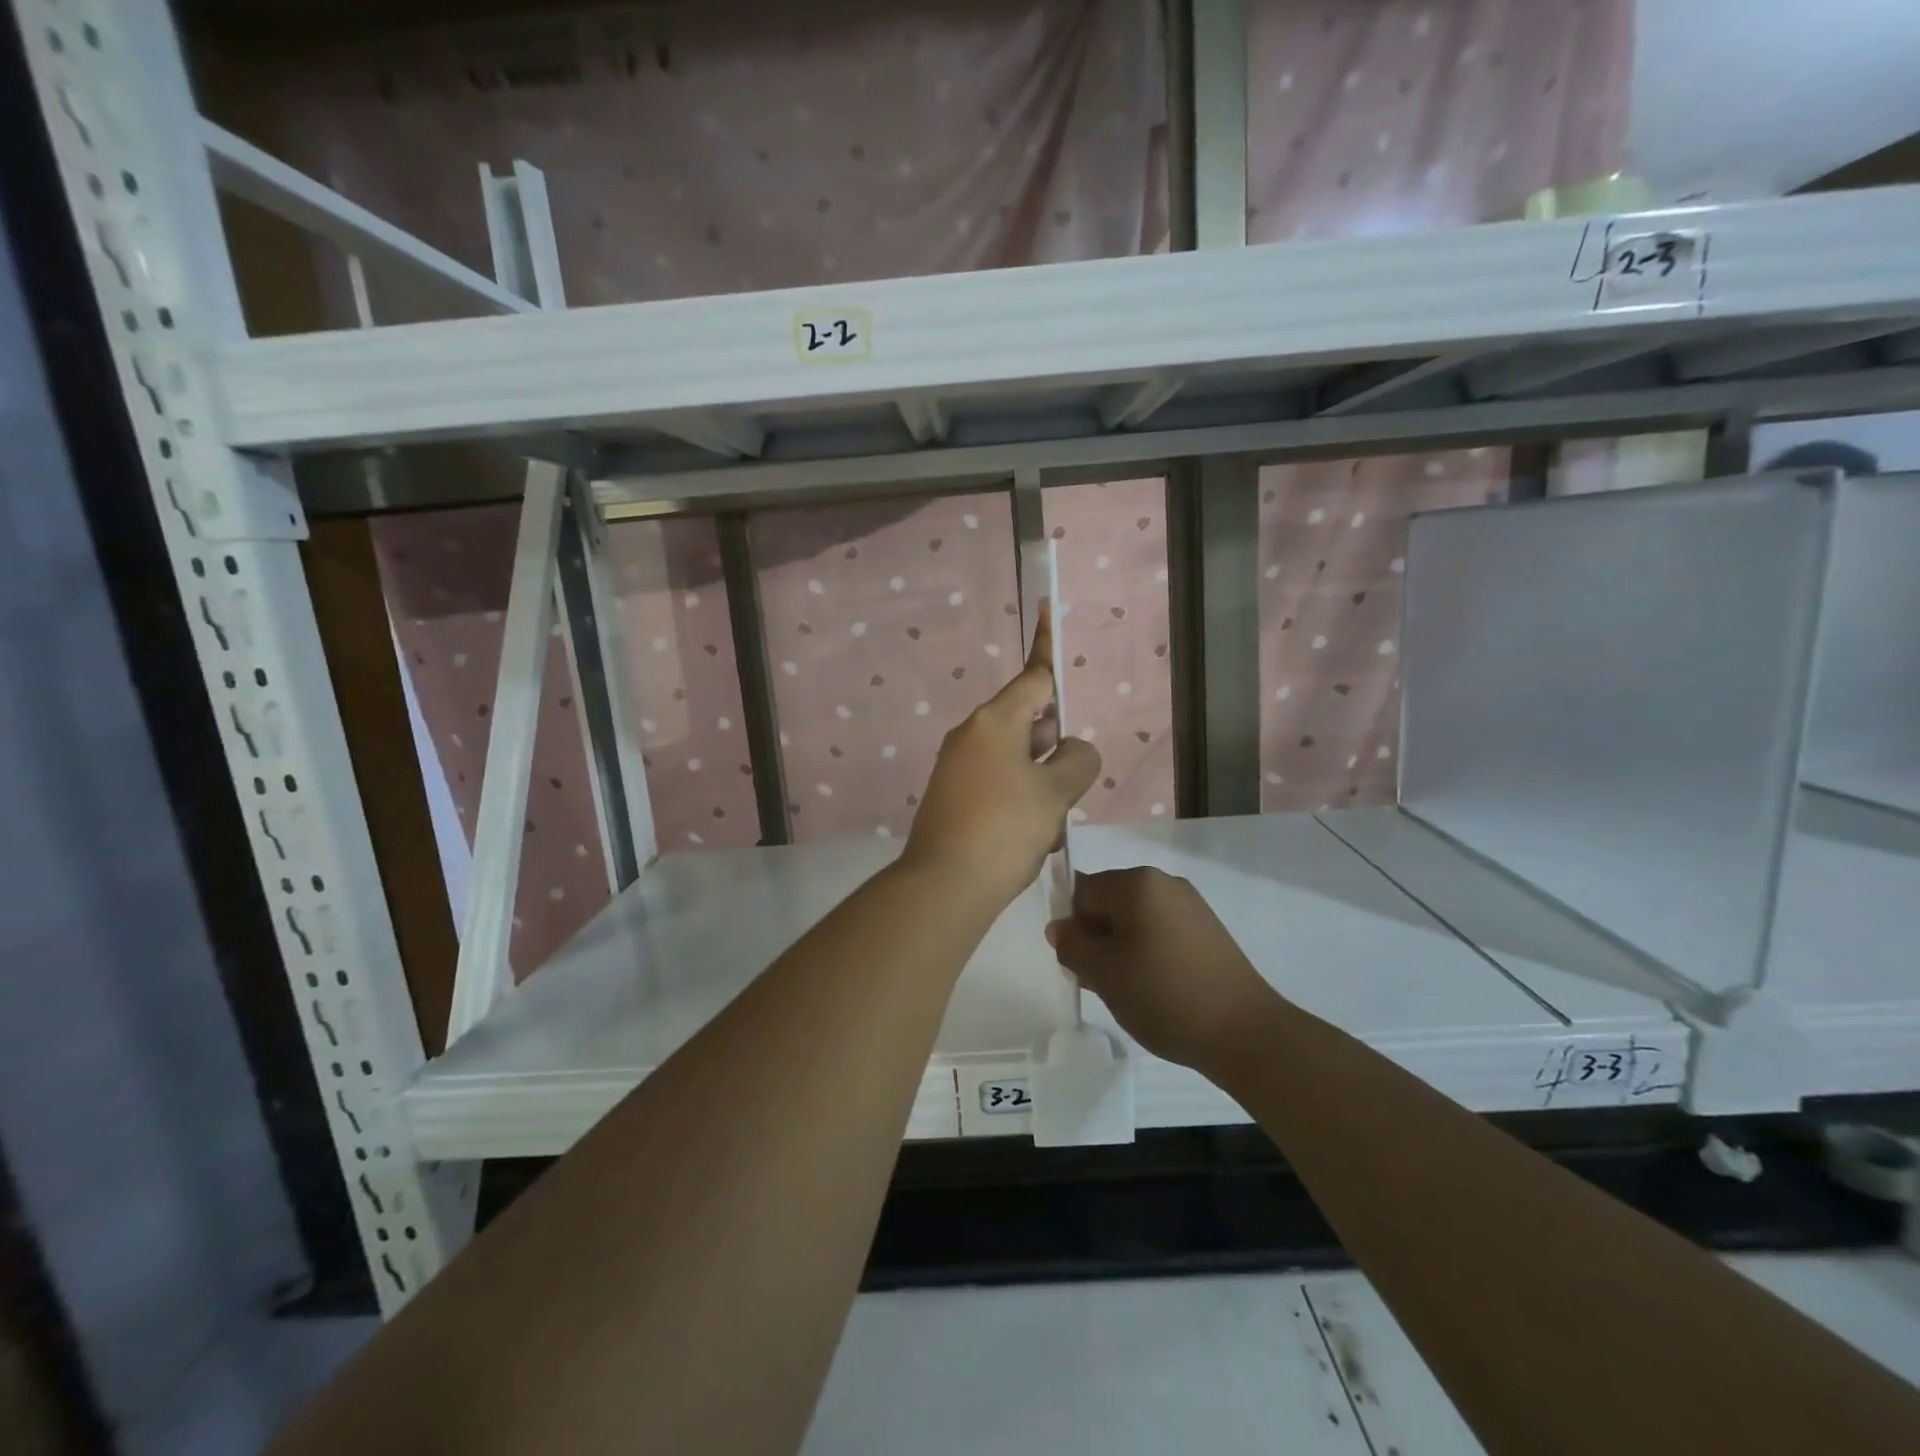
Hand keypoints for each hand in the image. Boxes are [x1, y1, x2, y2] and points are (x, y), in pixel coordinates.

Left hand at [903, 602, 1099, 906]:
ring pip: (1016, 760)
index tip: (1049, 613)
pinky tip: (1031, 838)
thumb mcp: (1055, 793)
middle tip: (1072, 785)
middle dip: (1055, 747)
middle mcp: (971, 736)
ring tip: (1050, 824)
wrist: (945, 886)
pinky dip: (1020, 802)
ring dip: (1041, 783)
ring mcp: (957, 768)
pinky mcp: (953, 798)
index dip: (1049, 651)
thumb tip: (1072, 750)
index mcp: (995, 722)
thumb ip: (1076, 761)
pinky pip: (998, 785)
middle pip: (1027, 722)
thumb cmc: (1005, 827)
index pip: (1033, 678)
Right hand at [1046, 867, 1279, 1070]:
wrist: (1244, 1032)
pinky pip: (1160, 932)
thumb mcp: (1103, 972)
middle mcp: (1164, 883)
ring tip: (1126, 991)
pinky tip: (1152, 989)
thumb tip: (1060, 928)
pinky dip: (1147, 954)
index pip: (1083, 890)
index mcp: (1137, 882)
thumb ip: (1072, 945)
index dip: (1072, 926)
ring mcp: (1191, 906)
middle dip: (1096, 938)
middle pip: (1109, 903)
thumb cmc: (1163, 994)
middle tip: (1098, 981)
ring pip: (1134, 920)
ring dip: (1120, 949)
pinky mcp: (1207, 931)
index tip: (1077, 963)